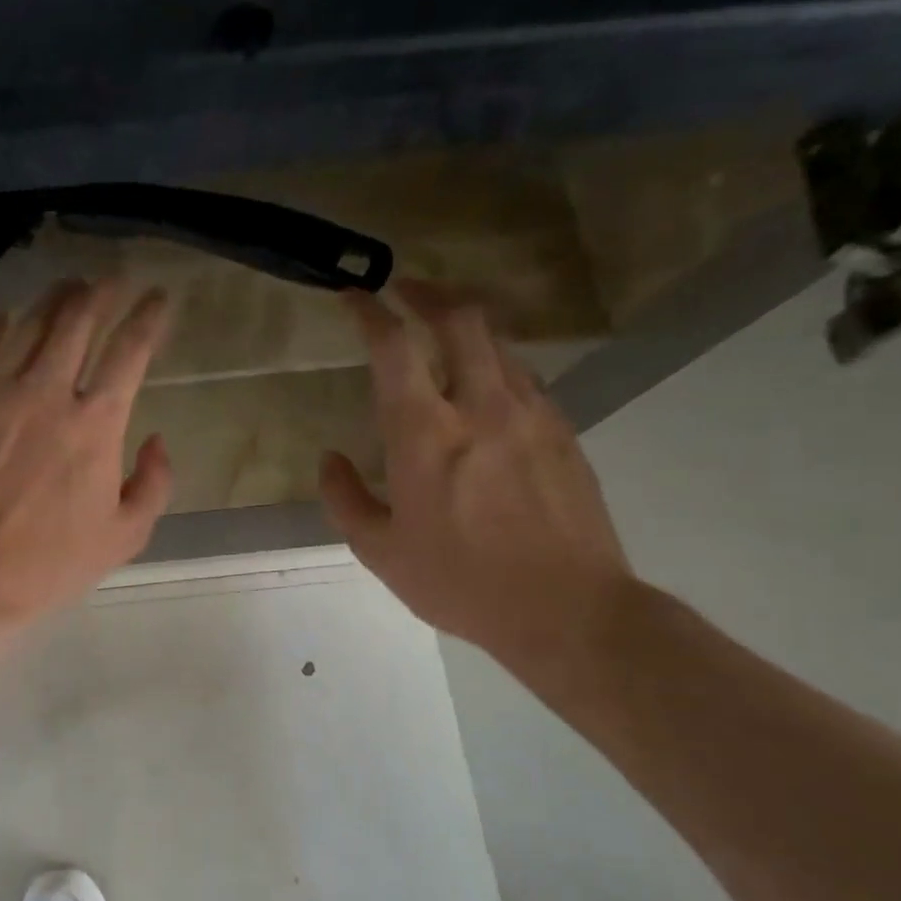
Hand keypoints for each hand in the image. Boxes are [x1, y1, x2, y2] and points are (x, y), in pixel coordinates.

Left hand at [0, 278, 173, 623]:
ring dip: (52, 299)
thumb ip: (154, 483)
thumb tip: (156, 440)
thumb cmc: (50, 563)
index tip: (159, 297)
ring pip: (26, 324)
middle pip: (76, 319)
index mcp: (96, 424)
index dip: (149, 316)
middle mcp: (47, 393)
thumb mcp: (125, 536)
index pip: (130, 350)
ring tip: (65, 289)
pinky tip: (0, 320)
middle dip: (100, 291)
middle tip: (110, 281)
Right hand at [317, 279, 632, 661]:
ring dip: (465, 325)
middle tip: (406, 289)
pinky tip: (486, 386)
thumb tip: (330, 459)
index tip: (353, 294)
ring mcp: (531, 415)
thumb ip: (345, 499)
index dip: (370, 311)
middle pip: (461, 318)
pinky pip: (524, 377)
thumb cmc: (462, 584)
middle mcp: (480, 407)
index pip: (394, 347)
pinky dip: (496, 363)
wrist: (570, 611)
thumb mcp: (381, 553)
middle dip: (429, 292)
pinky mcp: (563, 432)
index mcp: (425, 435)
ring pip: (498, 342)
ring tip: (443, 332)